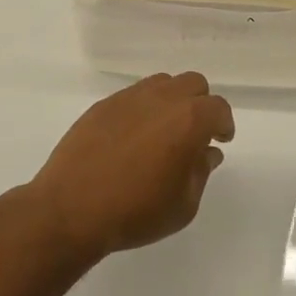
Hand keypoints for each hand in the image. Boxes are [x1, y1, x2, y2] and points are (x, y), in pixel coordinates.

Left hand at [28, 72, 234, 257]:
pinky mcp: (104, 104)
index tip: (220, 140)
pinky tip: (133, 137)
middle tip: (195, 133)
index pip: (218, 108)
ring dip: (172, 101)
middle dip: (200, 104)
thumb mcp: (183, 205)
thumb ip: (201, 173)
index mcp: (188, 120)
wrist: (72, 207)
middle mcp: (161, 98)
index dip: (223, 124)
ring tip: (164, 132)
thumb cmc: (136, 212)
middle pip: (193, 84)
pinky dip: (143, 108)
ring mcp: (129, 97)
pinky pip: (133, 95)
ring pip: (162, 83)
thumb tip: (207, 152)